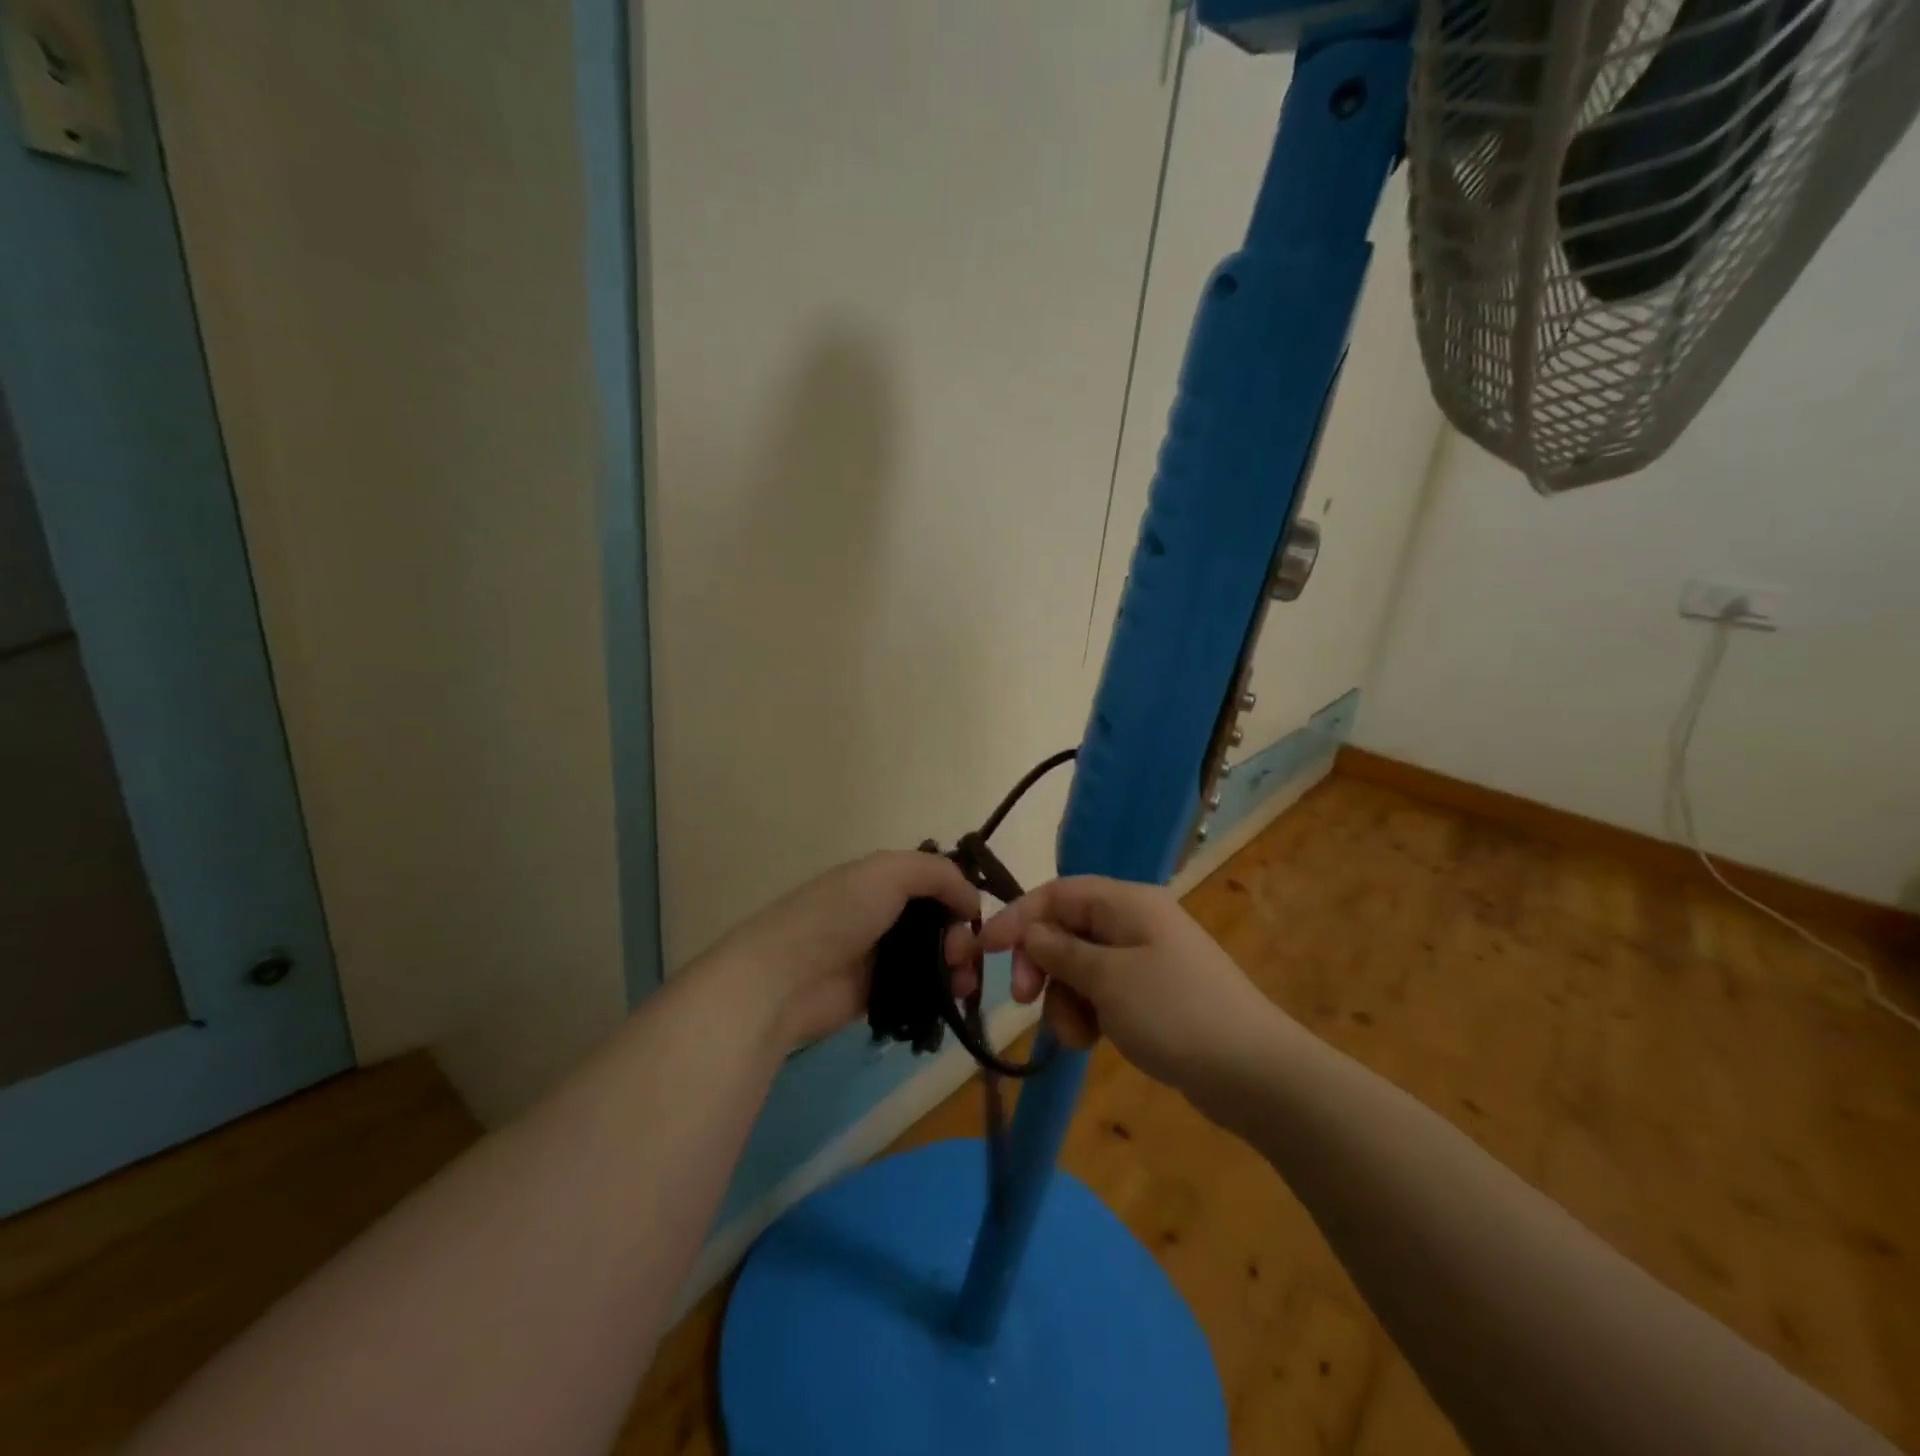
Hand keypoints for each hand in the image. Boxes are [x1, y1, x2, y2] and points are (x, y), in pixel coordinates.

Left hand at [698, 850, 980, 1052]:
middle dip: (960, 935)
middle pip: (936, 922)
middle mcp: (880, 913)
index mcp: (879, 879)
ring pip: (931, 957)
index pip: (932, 881)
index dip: (957, 895)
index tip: (973, 916)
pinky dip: (938, 992)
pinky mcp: (874, 995)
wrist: (786, 978)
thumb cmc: (839, 914)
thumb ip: (938, 874)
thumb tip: (972, 901)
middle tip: (964, 955)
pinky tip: (951, 998)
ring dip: (956, 966)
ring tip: (963, 981)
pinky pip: (917, 990)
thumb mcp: (890, 872)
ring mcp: (876, 957)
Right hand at [963, 876, 1281, 1096]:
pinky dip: (1089, 1012)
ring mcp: (1146, 960)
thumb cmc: (1175, 1013)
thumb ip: (1061, 951)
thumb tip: (1031, 932)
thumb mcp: (1108, 979)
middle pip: (1067, 930)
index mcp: (1127, 903)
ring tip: (1075, 1036)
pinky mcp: (1153, 995)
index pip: (1058, 893)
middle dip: (1042, 965)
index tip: (987, 951)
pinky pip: (1104, 992)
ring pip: (1081, 966)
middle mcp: (1135, 922)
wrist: (1254, 1073)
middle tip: (1026, 1001)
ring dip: (1065, 998)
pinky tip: (1093, 1041)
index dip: (1018, 917)